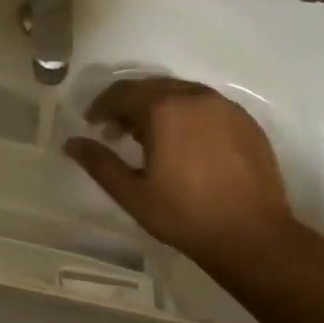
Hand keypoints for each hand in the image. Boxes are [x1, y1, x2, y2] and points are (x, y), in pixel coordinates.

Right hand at [65, 77, 294, 265]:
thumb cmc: (184, 215)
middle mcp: (196, 96)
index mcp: (165, 108)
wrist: (252, 235)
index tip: (91, 124)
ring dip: (157, 108)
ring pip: (180, 93)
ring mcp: (226, 107)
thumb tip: (71, 142)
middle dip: (128, 105)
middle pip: (152, 87)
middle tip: (114, 132)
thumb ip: (99, 163)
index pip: (123, 92)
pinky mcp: (246, 121)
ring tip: (147, 139)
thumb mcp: (133, 193)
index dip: (101, 106)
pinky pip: (206, 106)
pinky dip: (186, 115)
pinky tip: (183, 144)